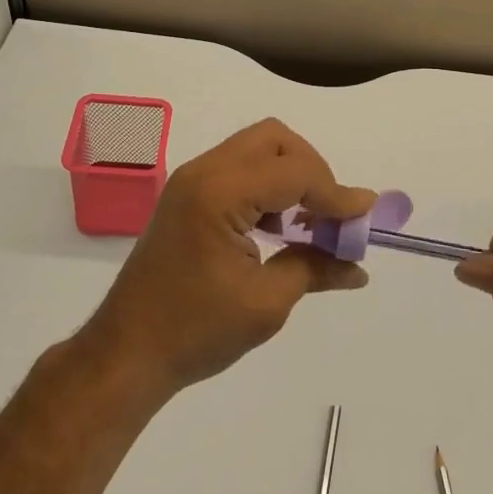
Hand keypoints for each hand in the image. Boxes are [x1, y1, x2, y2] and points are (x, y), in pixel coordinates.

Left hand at [77, 119, 374, 397]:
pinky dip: (267, 186)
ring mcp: (191, 181)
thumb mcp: (265, 304)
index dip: (336, 193)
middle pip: (274, 139)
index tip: (366, 216)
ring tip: (309, 222)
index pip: (294, 171)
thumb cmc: (195, 331)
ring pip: (255, 149)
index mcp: (220, 193)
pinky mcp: (187, 196)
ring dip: (289, 175)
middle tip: (329, 212)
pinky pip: (238, 169)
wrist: (126, 354)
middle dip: (312, 168)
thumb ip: (315, 269)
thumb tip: (358, 267)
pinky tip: (278, 228)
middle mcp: (203, 172)